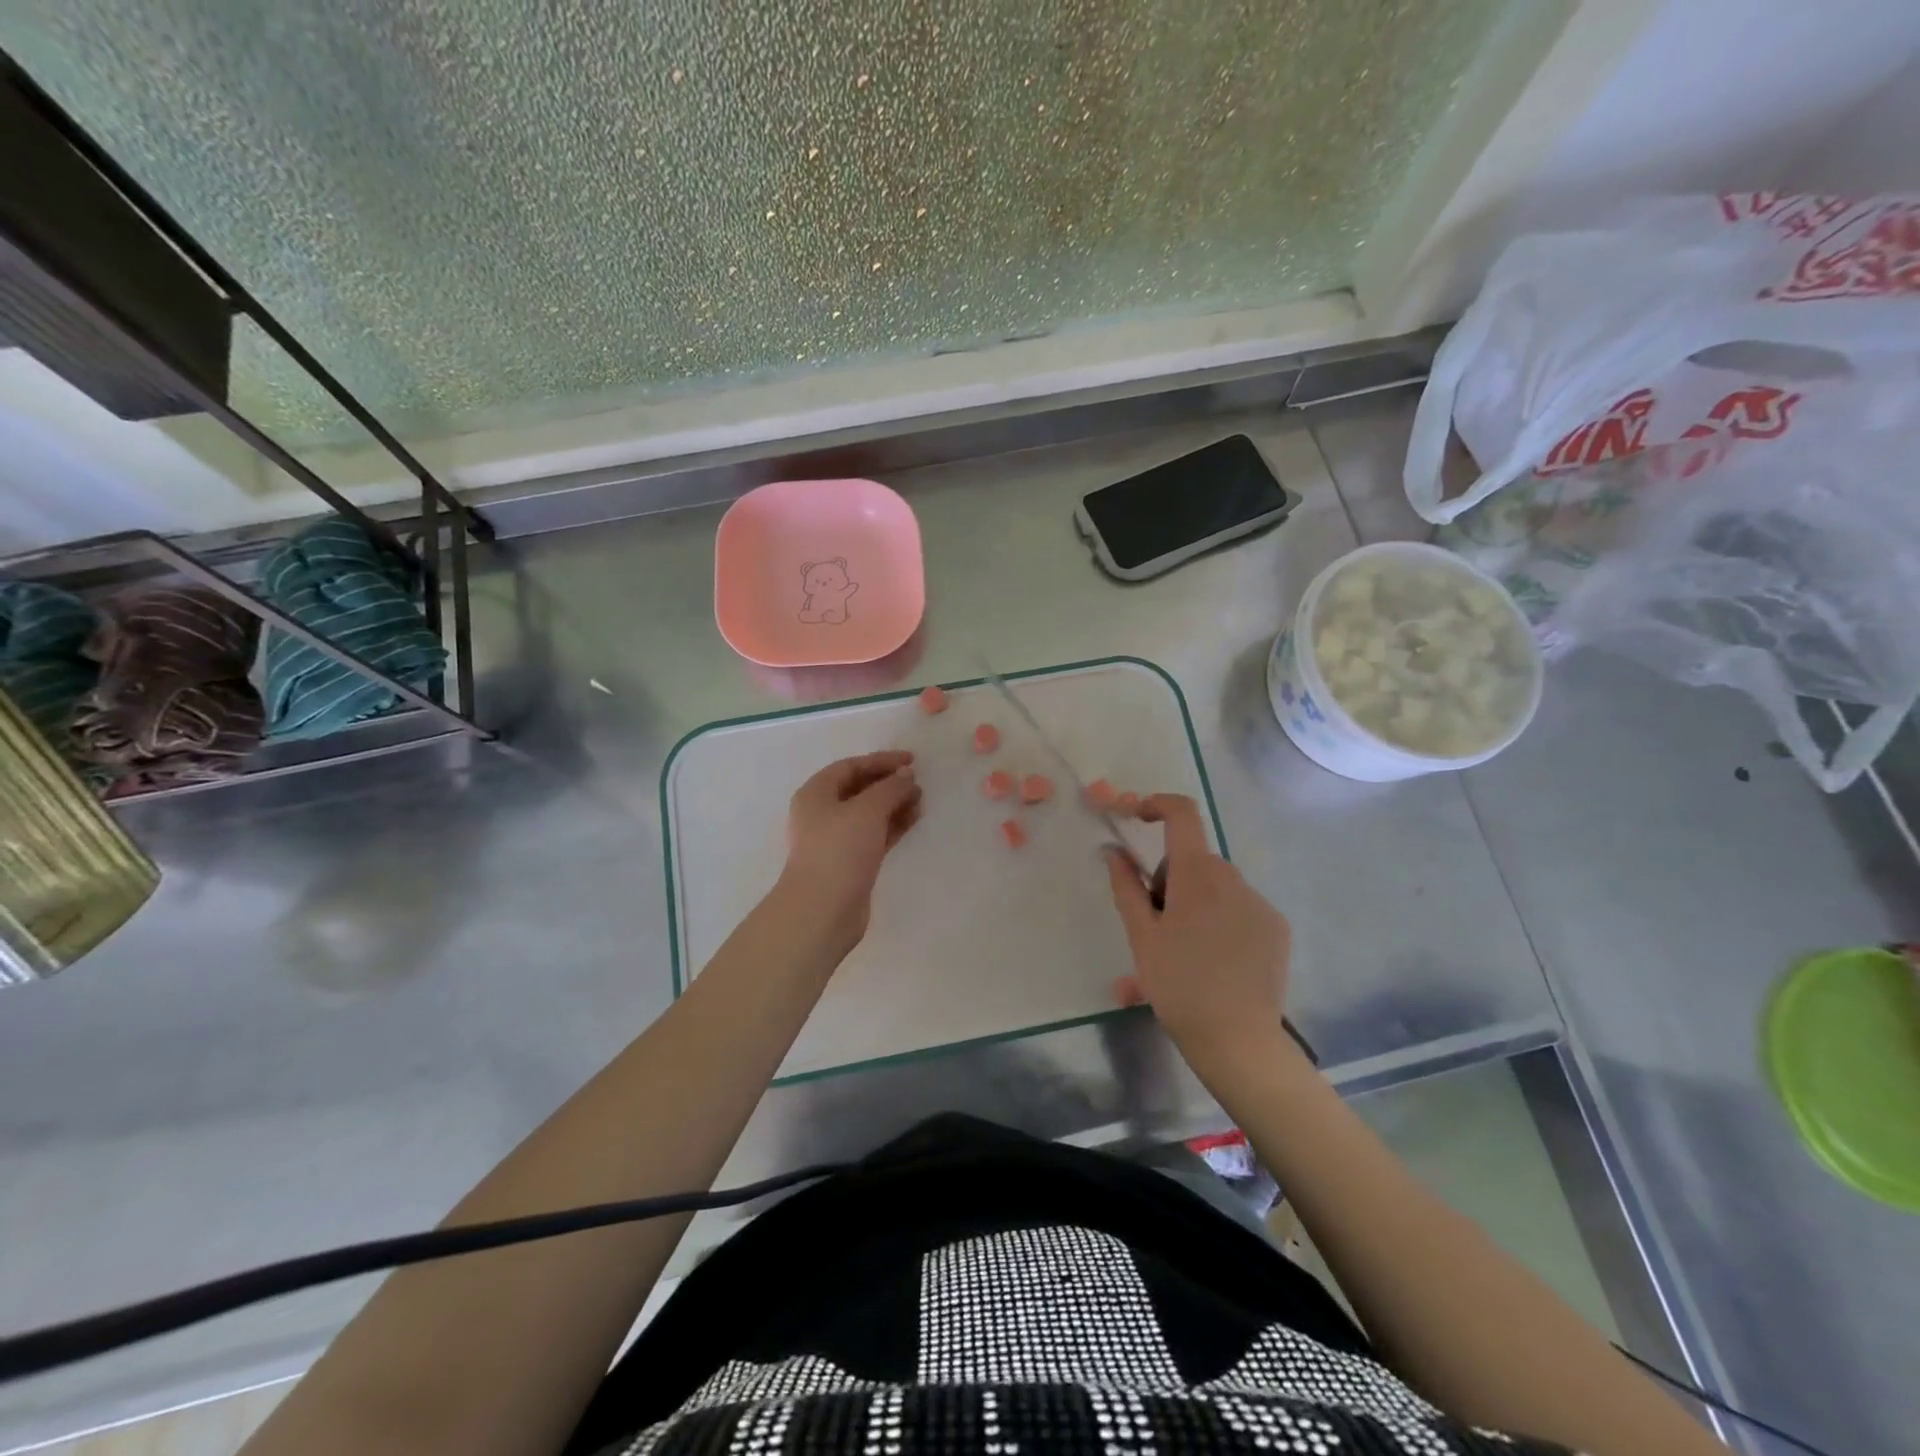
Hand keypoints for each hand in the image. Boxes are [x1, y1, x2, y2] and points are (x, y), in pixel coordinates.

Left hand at [778, 750, 922, 952]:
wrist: (823, 910)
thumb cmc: (840, 850)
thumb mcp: (868, 810)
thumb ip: (890, 788)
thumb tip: (906, 775)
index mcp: (816, 794)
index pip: (851, 767)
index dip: (881, 761)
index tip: (912, 761)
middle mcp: (822, 813)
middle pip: (860, 789)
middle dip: (889, 784)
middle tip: (918, 782)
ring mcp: (836, 839)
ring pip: (869, 813)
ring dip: (894, 804)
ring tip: (921, 800)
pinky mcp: (850, 862)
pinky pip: (875, 834)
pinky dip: (893, 825)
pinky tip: (914, 819)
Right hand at [1105, 794, 1291, 1069]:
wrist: (1237, 1039)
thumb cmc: (1178, 984)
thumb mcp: (1141, 935)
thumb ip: (1126, 886)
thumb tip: (1112, 850)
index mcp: (1197, 874)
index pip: (1183, 815)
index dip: (1157, 804)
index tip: (1136, 817)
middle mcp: (1233, 878)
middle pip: (1193, 858)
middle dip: (1169, 878)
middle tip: (1156, 924)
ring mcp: (1259, 903)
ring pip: (1216, 884)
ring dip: (1195, 900)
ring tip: (1185, 949)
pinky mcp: (1276, 928)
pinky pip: (1240, 906)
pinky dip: (1221, 917)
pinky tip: (1215, 960)